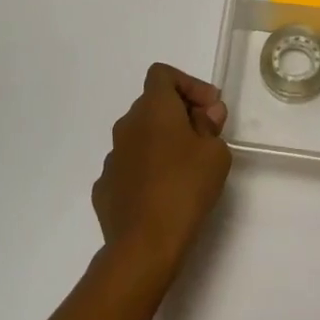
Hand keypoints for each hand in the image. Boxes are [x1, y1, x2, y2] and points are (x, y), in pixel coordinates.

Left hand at [91, 64, 230, 289]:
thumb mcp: (215, 153)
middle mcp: (127, 125)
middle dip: (180, 114)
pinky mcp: (104, 187)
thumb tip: (205, 115)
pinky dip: (147, 170)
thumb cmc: (185, 188)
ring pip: (140, 137)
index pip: (163, 74)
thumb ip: (210, 126)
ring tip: (186, 169)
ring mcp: (112, 157)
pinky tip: (162, 193)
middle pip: (152, 105)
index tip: (210, 108)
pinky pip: (130, 166)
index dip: (189, 84)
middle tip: (205, 138)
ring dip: (162, 143)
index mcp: (153, 108)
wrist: (144, 245)